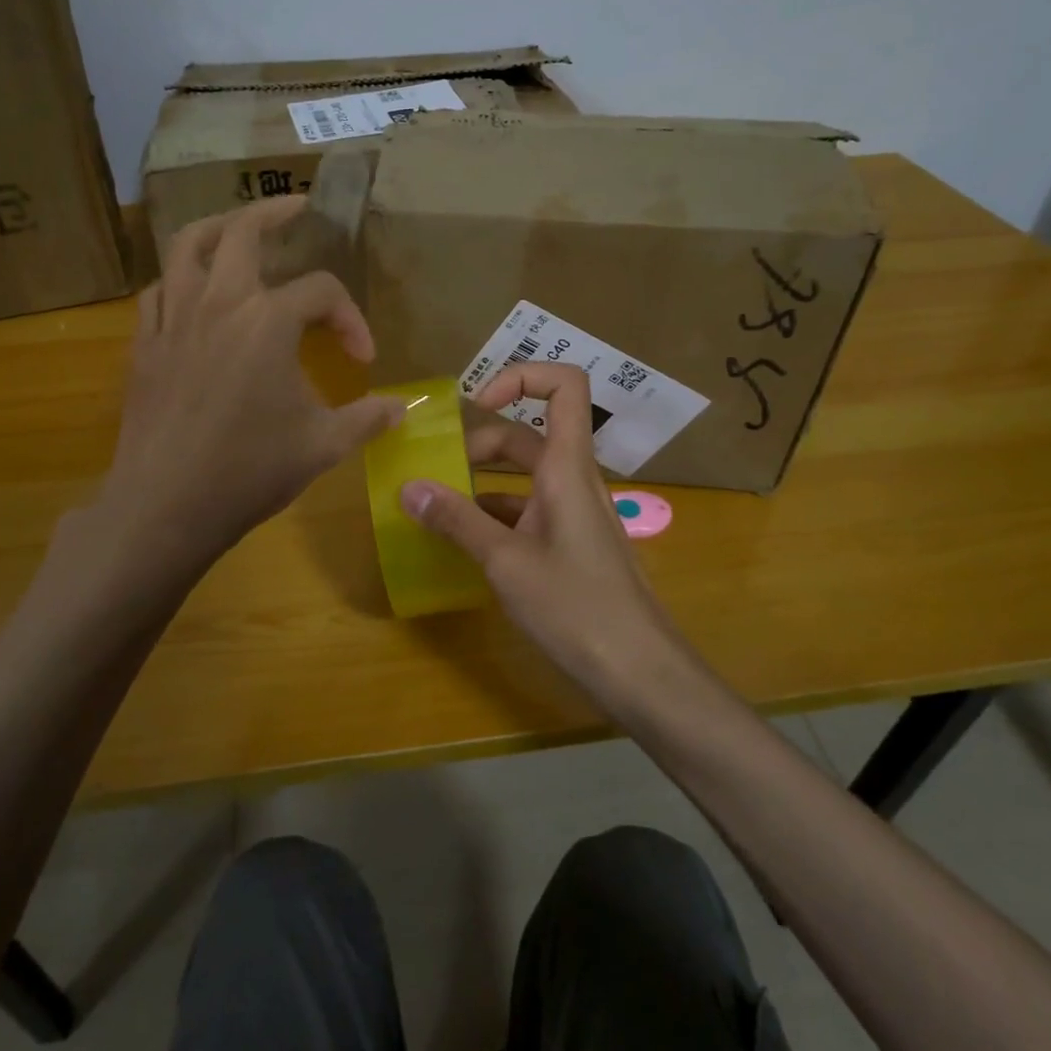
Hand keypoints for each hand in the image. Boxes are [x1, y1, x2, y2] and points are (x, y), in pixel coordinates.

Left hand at [104, 197, 404, 566]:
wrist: (166, 506)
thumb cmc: (249, 471)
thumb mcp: (323, 445)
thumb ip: (367, 418)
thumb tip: (402, 409)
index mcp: (268, 321)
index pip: (322, 292)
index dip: (351, 318)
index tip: (363, 356)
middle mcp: (219, 302)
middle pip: (243, 231)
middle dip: (274, 212)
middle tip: (298, 208)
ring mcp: (174, 318)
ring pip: (186, 246)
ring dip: (216, 228)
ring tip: (236, 228)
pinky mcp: (144, 343)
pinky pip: (158, 290)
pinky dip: (178, 279)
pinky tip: (193, 294)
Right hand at [399, 364, 684, 690]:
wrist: (641, 673)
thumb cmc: (577, 607)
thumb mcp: (506, 562)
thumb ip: (456, 521)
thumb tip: (408, 487)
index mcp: (566, 467)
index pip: (563, 387)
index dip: (521, 377)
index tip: (475, 404)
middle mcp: (573, 480)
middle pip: (527, 436)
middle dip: (479, 445)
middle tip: (437, 473)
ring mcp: (575, 514)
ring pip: (525, 478)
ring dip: (482, 484)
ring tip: (438, 508)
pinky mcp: (572, 546)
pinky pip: (529, 512)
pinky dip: (496, 516)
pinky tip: (466, 544)